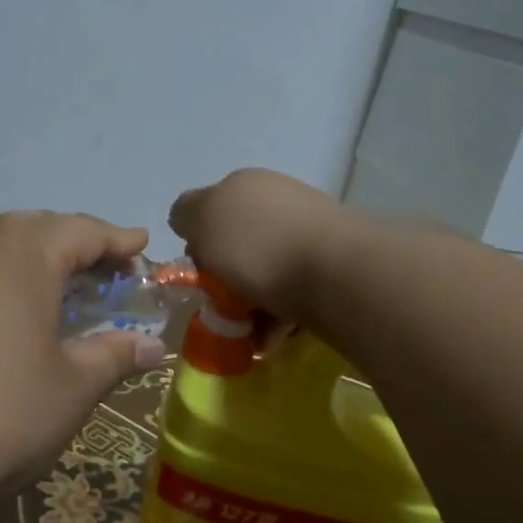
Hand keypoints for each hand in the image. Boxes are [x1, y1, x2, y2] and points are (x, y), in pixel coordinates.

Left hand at [0, 212, 166, 522]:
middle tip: (103, 278)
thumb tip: (152, 346)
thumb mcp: (72, 387)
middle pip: (35, 231)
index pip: (83, 230)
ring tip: (52, 298)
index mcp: (21, 248)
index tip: (141, 246)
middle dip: (73, 250)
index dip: (118, 240)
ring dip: (28, 265)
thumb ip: (115, 355)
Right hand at [168, 168, 349, 321]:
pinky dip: (277, 315)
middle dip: (225, 277)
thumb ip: (186, 214)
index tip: (198, 273)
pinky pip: (292, 291)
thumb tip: (189, 218)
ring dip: (250, 302)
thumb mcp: (202, 219)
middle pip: (237, 243)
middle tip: (220, 305)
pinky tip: (272, 337)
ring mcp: (308, 231)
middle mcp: (277, 200)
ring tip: (247, 332)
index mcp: (245, 185)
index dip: (198, 243)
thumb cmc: (257, 245)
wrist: (336, 273)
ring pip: (264, 270)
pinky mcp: (331, 266)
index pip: (208, 210)